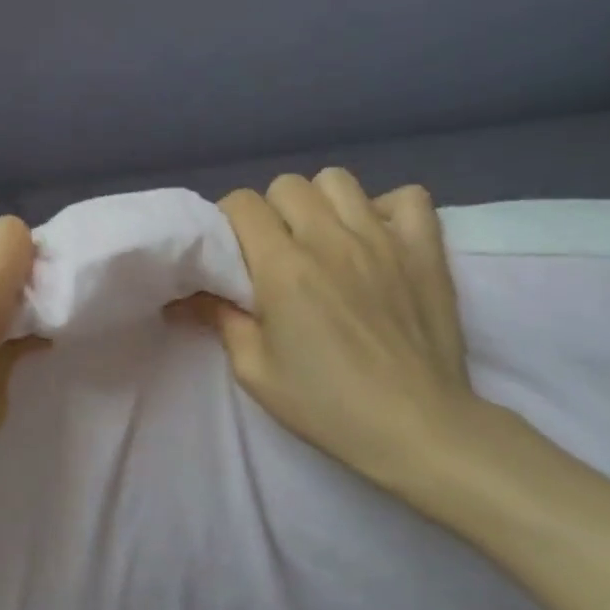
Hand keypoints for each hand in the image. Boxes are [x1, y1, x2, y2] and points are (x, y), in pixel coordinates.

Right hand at [195, 170, 486, 495]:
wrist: (417, 428)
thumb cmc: (326, 404)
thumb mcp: (254, 370)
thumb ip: (220, 319)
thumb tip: (184, 296)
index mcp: (282, 267)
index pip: (242, 202)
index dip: (229, 219)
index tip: (233, 249)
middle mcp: (329, 239)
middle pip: (287, 185)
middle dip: (272, 211)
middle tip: (277, 250)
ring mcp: (383, 239)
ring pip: (338, 180)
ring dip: (321, 203)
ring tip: (324, 239)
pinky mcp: (425, 250)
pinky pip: (407, 197)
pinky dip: (387, 209)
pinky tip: (377, 239)